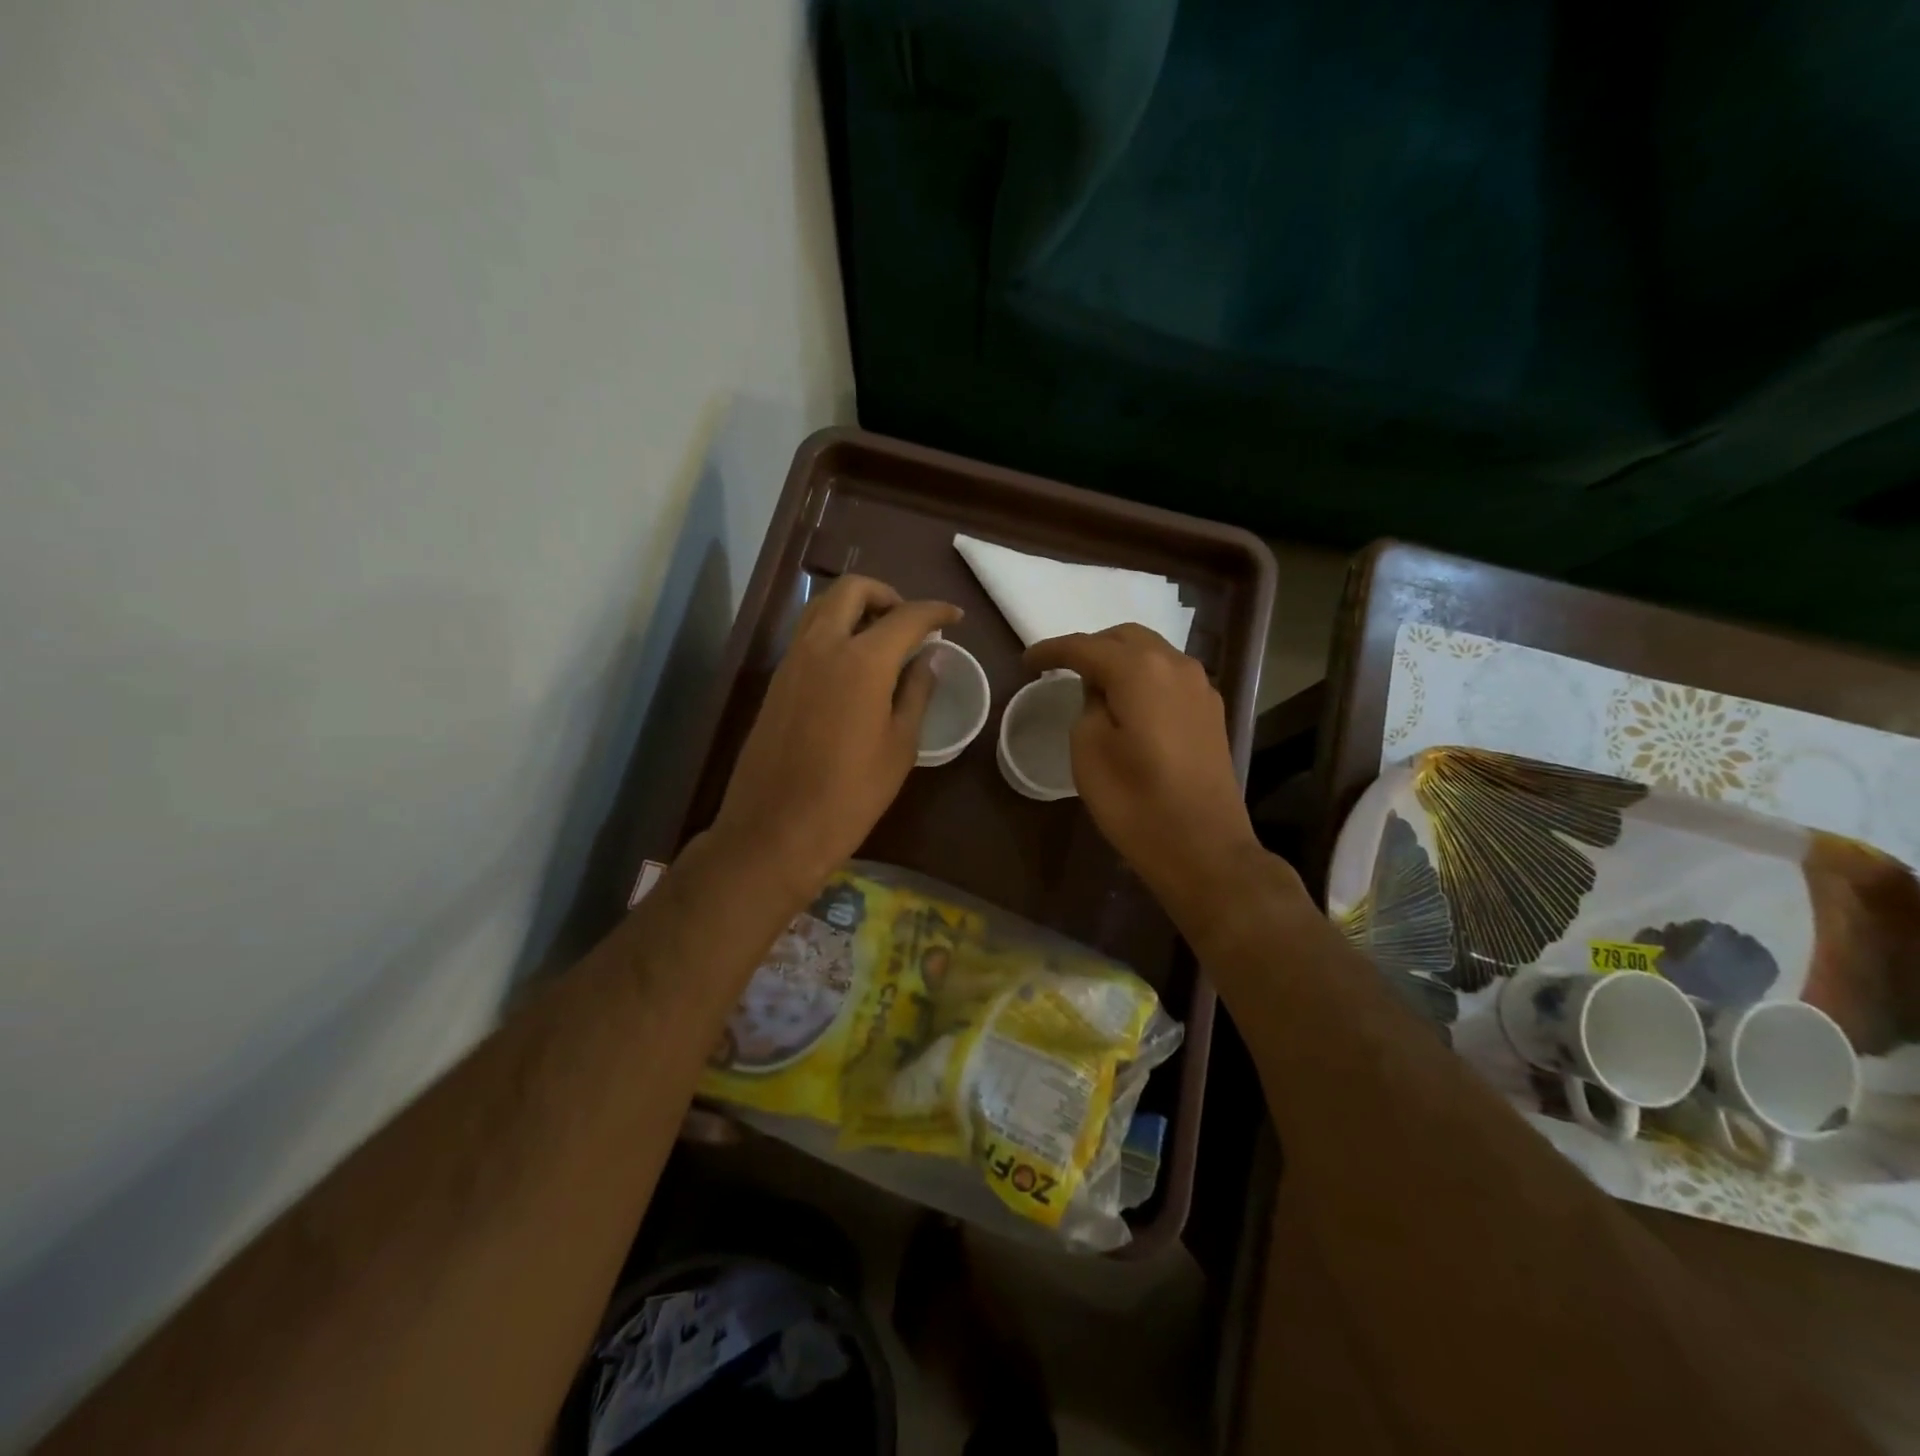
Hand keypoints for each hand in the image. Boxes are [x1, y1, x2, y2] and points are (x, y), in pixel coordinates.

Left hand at [713, 575, 959, 897]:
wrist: (776, 829)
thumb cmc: (851, 794)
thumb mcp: (899, 746)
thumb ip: (916, 692)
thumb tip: (928, 659)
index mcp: (862, 660)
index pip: (907, 615)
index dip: (935, 611)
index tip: (954, 617)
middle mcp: (823, 646)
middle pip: (852, 589)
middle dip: (887, 594)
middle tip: (910, 623)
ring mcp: (792, 660)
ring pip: (822, 606)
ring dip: (855, 607)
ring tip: (882, 639)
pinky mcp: (776, 680)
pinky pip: (807, 634)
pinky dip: (834, 630)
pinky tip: (853, 665)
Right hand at [1026, 624, 1263, 912]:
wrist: (1203, 848)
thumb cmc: (1135, 803)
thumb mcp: (1089, 751)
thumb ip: (1089, 706)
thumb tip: (1101, 693)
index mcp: (1141, 670)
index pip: (1086, 646)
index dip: (1052, 651)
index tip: (1026, 662)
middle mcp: (1176, 665)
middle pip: (1126, 638)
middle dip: (1091, 647)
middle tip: (1061, 669)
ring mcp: (1200, 688)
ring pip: (1153, 654)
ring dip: (1120, 660)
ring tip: (1093, 684)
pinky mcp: (1211, 712)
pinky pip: (1169, 677)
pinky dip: (1143, 678)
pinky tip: (1130, 703)